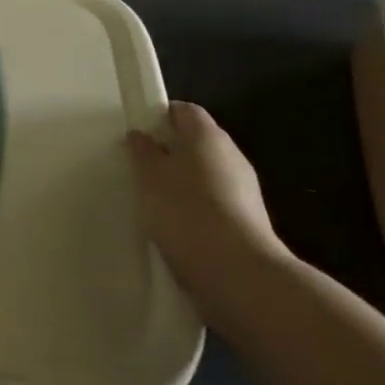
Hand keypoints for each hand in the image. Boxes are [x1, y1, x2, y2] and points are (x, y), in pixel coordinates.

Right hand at [126, 103, 290, 318]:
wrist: (238, 273)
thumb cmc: (186, 212)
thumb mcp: (150, 177)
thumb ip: (143, 152)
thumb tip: (141, 135)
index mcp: (208, 135)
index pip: (184, 110)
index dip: (159, 116)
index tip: (137, 135)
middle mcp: (231, 154)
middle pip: (196, 142)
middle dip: (169, 152)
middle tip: (139, 169)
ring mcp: (244, 189)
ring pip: (205, 174)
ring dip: (182, 183)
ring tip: (153, 202)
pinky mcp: (247, 220)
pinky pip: (214, 202)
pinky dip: (195, 208)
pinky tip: (176, 227)